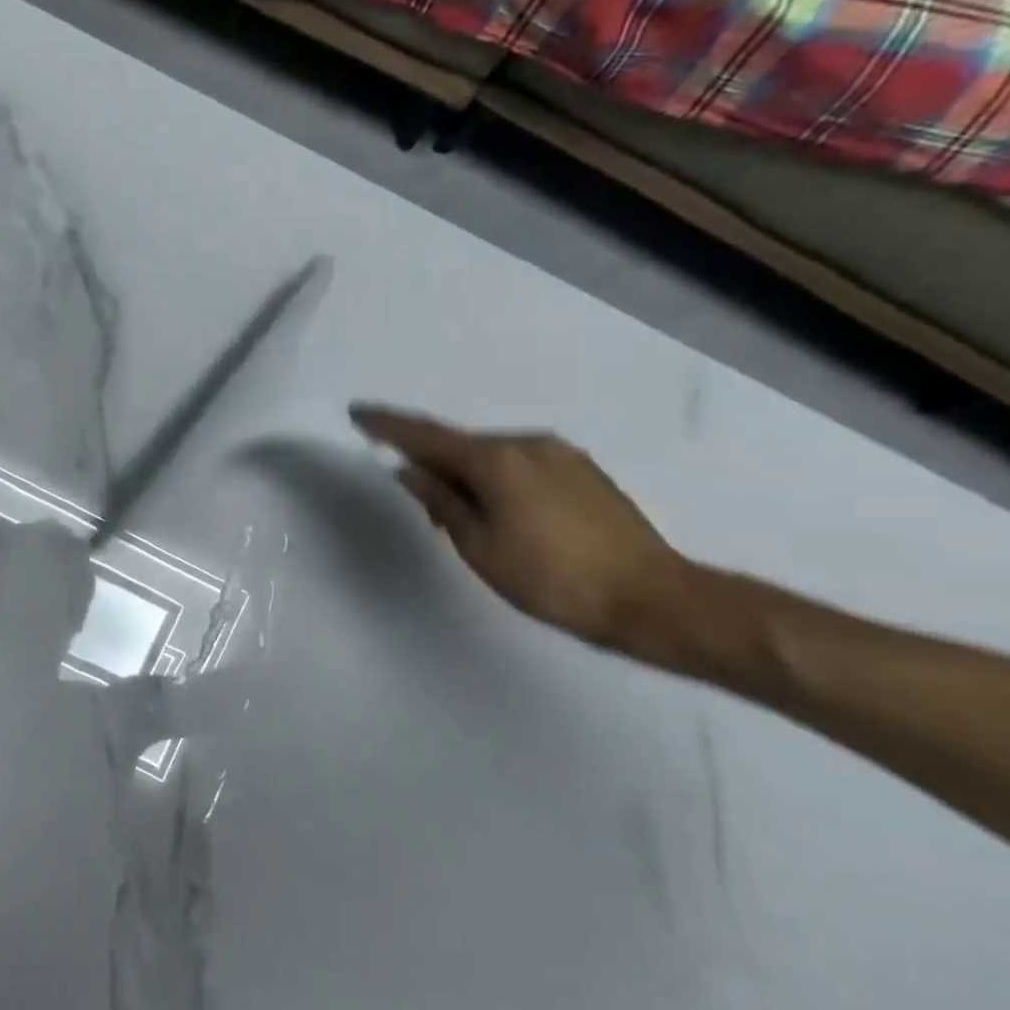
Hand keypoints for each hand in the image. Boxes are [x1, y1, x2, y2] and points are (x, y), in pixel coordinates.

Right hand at [350, 405, 686, 649]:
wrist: (651, 598)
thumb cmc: (550, 579)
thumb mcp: (479, 546)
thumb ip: (441, 502)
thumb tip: (411, 470)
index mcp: (496, 461)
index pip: (427, 436)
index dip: (388, 425)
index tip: (357, 412)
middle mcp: (528, 444)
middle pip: (461, 444)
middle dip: (430, 458)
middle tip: (413, 489)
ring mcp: (561, 454)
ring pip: (493, 454)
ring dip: (465, 471)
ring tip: (458, 510)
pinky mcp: (582, 470)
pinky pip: (520, 463)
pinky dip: (495, 476)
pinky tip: (498, 508)